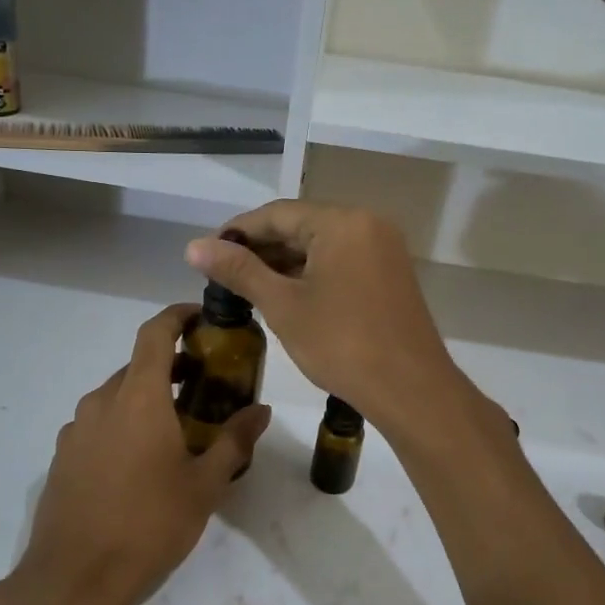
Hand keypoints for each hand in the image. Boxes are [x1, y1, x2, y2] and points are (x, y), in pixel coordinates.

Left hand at [13, 303, 270, 604]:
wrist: (73, 579)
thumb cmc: (148, 525)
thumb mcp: (204, 486)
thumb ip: (233, 441)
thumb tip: (261, 410)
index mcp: (139, 398)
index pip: (155, 333)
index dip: (177, 316)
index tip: (200, 317)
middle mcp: (102, 402)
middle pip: (138, 366)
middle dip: (170, 366)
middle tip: (202, 385)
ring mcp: (76, 429)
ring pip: (116, 396)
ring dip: (146, 398)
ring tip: (175, 428)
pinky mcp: (63, 455)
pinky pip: (98, 424)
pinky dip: (122, 424)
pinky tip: (139, 462)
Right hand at [186, 201, 472, 434]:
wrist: (411, 390)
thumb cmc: (342, 344)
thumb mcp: (284, 306)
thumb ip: (239, 271)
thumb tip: (193, 246)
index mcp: (342, 222)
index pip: (277, 214)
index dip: (237, 232)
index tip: (205, 254)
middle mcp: (367, 224)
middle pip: (301, 225)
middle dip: (259, 248)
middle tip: (221, 275)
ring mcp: (383, 249)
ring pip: (321, 245)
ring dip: (283, 262)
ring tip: (245, 287)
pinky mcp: (389, 274)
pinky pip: (341, 261)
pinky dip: (311, 273)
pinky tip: (285, 295)